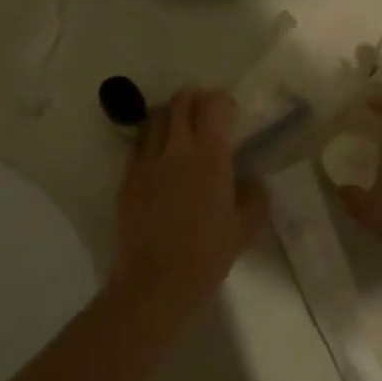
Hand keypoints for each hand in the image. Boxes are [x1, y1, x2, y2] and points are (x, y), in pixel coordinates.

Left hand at [111, 89, 267, 309]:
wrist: (156, 280)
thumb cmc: (207, 255)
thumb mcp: (245, 228)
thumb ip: (254, 196)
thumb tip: (250, 179)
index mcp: (211, 155)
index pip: (213, 103)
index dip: (222, 101)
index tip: (230, 114)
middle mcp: (177, 148)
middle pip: (181, 100)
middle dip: (195, 100)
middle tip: (205, 116)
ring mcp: (147, 160)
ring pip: (155, 116)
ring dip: (170, 115)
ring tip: (179, 132)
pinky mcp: (127, 176)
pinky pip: (138, 143)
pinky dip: (150, 139)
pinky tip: (159, 158)